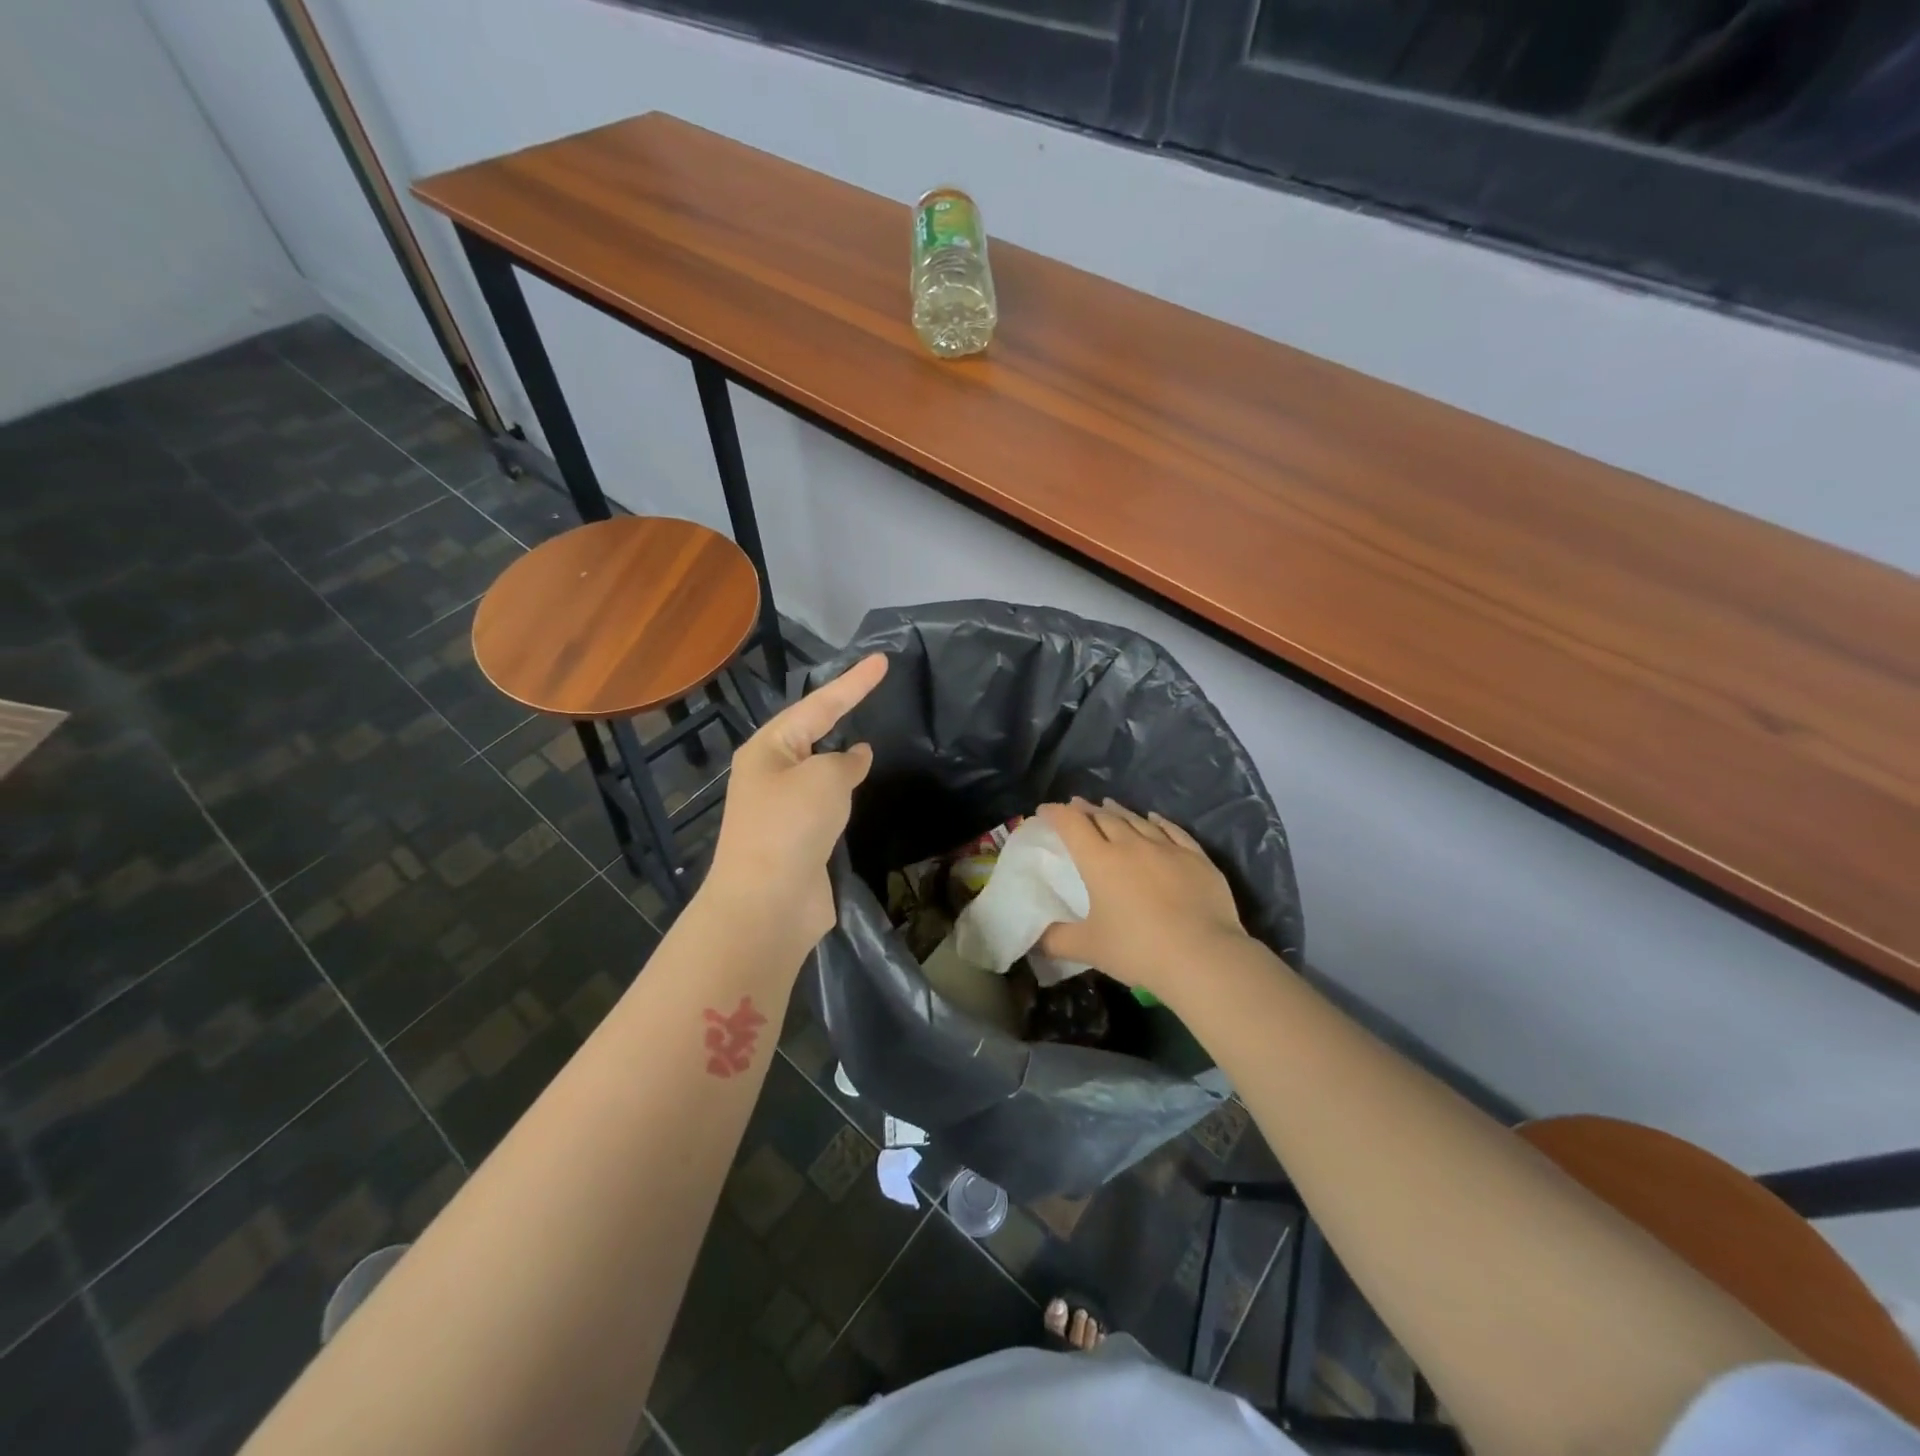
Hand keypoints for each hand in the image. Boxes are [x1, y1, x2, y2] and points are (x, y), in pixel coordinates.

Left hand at [703, 654, 887, 949]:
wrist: (767, 905)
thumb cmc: (791, 827)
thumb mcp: (825, 778)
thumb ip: (845, 760)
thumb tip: (856, 756)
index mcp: (769, 750)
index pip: (818, 705)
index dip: (853, 683)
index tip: (882, 661)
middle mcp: (771, 774)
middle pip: (812, 734)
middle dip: (840, 713)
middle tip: (871, 692)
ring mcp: (783, 810)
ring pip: (819, 772)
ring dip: (841, 759)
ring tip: (869, 743)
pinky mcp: (798, 840)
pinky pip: (826, 805)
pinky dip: (844, 795)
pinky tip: (860, 792)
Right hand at [1037, 798, 1247, 998]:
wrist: (1203, 956)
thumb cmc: (1138, 949)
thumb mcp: (1089, 948)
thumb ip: (1057, 941)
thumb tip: (1035, 940)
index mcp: (1100, 861)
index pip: (1072, 825)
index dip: (1055, 814)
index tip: (1045, 810)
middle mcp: (1132, 845)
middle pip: (1104, 817)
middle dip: (1086, 809)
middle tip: (1076, 805)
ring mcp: (1167, 848)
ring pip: (1137, 820)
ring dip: (1119, 811)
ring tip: (1108, 804)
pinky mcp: (1196, 858)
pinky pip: (1173, 830)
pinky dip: (1159, 821)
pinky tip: (1155, 818)